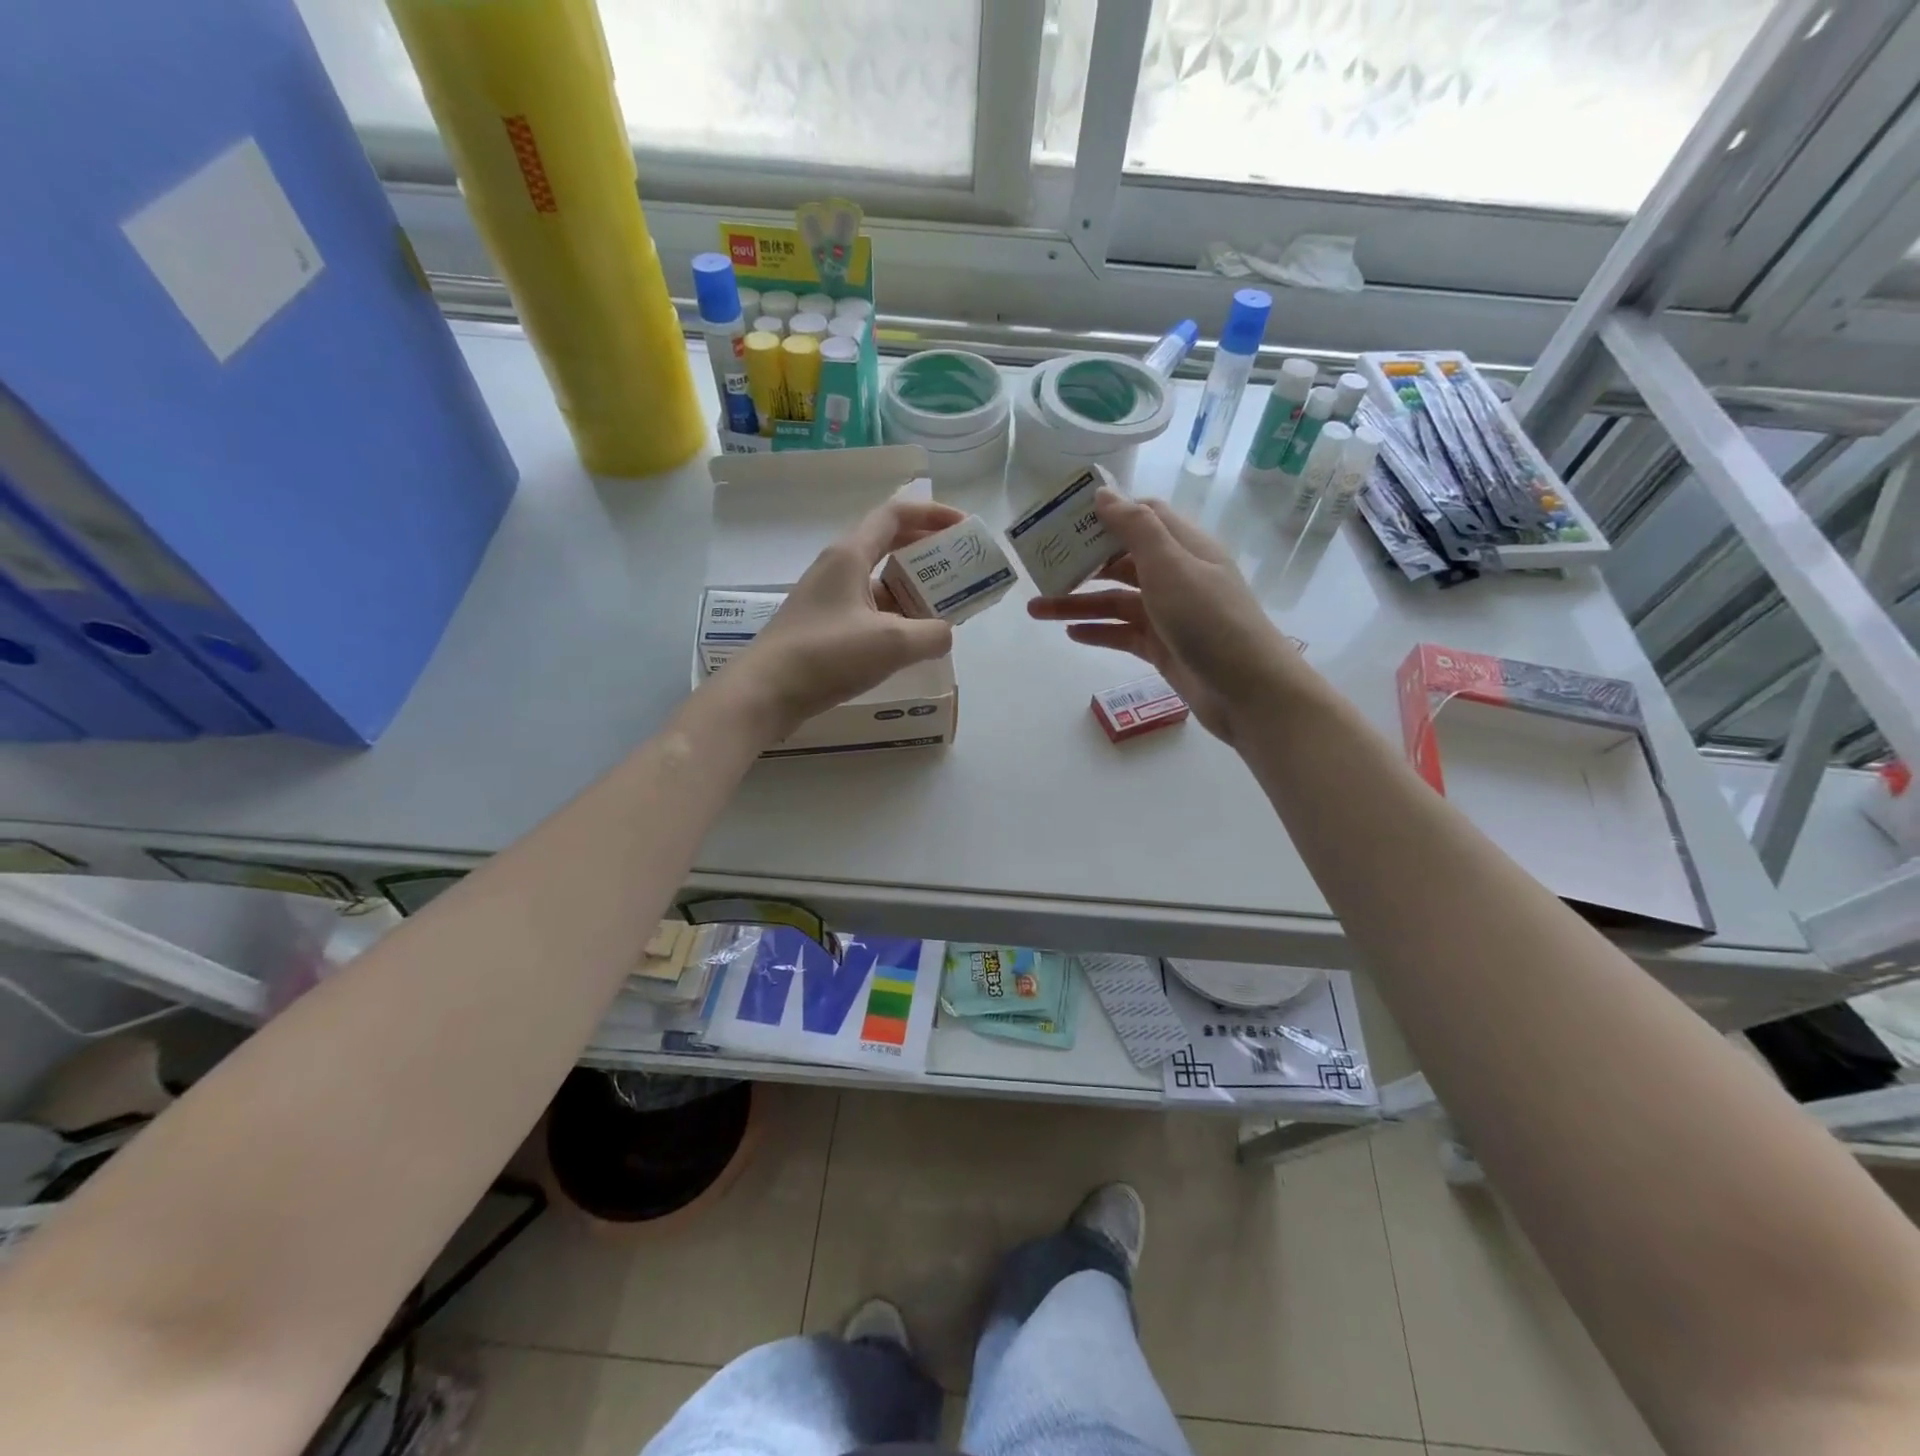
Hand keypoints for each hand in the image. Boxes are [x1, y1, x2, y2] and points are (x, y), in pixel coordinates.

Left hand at [730, 497, 964, 739]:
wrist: (765, 693)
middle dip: (928, 555)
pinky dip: (894, 618)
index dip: (933, 515)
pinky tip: (911, 643)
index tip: (963, 528)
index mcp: (850, 555)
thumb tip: (945, 633)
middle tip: (960, 572)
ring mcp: (828, 599)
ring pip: (880, 583)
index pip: (895, 516)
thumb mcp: (892, 643)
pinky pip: (868, 611)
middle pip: (889, 546)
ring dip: (913, 592)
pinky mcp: (824, 627)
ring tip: (944, 613)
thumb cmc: (827, 655)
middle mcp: (838, 569)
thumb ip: (932, 634)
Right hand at [1026, 487, 1297, 743]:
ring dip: (1077, 602)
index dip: (1106, 514)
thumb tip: (1103, 494)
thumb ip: (1136, 529)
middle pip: (1121, 560)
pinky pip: (1122, 633)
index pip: (1142, 517)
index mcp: (1183, 546)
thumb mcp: (1171, 566)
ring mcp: (1168, 614)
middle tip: (1041, 567)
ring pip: (1115, 601)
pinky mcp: (1162, 647)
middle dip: (1082, 563)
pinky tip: (1070, 634)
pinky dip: (1097, 631)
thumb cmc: (1209, 619)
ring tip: (1035, 609)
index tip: (1065, 520)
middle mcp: (1176, 575)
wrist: (1247, 690)